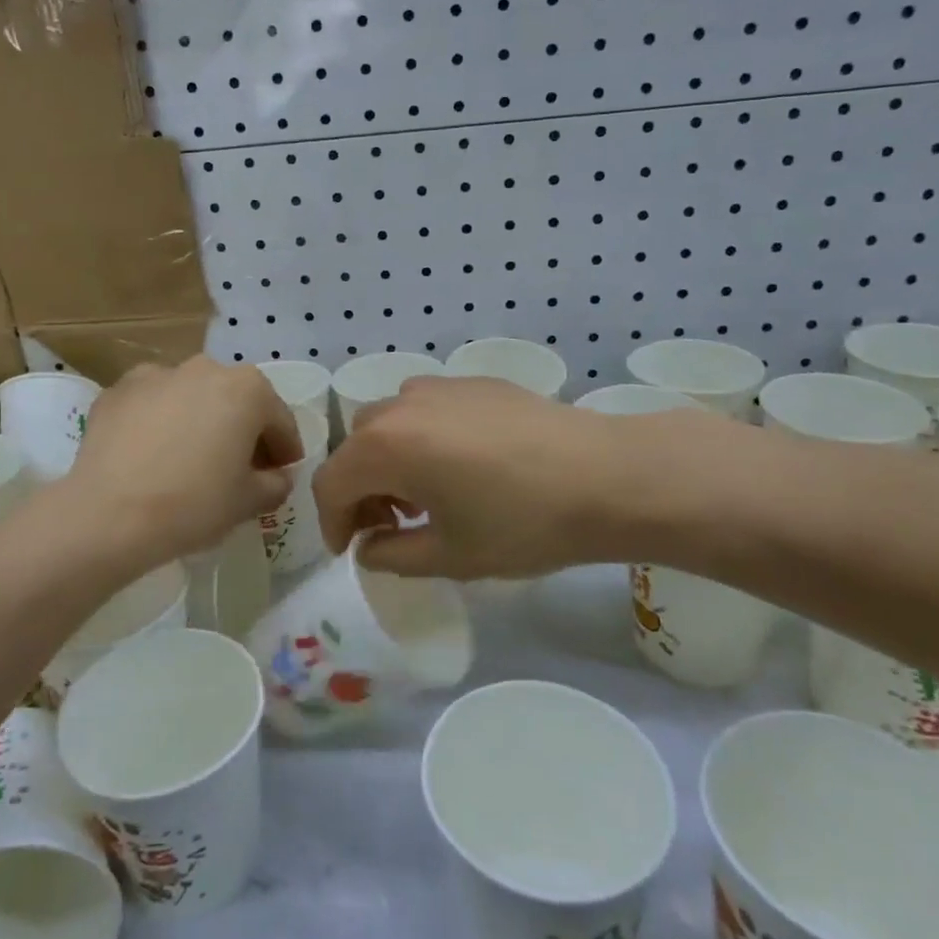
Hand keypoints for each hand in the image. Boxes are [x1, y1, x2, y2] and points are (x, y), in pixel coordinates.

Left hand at [66, 357, 301, 570]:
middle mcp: (204, 368)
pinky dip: (158, 423)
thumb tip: (277, 477)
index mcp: (247, 389)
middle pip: (235, 401)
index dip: (285, 451)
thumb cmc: (194, 504)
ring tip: (189, 460)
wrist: (109, 515)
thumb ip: (275, 484)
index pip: (279, 420)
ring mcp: (156, 374)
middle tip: (239, 469)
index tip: (282, 474)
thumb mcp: (249, 502)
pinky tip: (151, 455)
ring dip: (199, 421)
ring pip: (191, 398)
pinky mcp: (117, 391)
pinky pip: (152, 405)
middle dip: (242, 431)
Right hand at [311, 376, 718, 579]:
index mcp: (386, 448)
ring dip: (389, 459)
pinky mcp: (474, 382)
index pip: (331, 483)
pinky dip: (422, 436)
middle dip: (361, 490)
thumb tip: (369, 547)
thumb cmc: (522, 523)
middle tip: (390, 525)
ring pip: (390, 422)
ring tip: (425, 493)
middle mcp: (402, 406)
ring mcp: (440, 387)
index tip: (351, 551)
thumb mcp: (451, 556)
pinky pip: (427, 407)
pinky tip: (462, 464)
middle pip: (356, 447)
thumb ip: (393, 555)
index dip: (332, 522)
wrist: (607, 476)